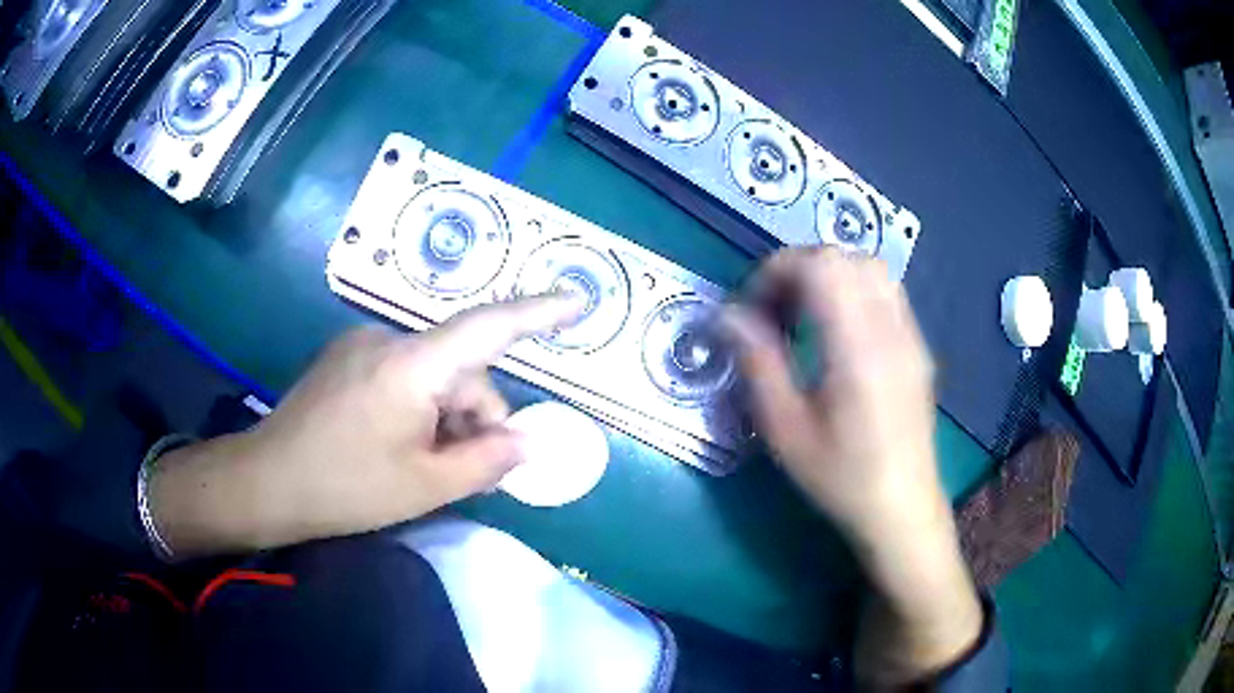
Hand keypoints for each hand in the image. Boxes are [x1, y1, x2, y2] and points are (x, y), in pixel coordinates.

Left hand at [150, 295, 582, 557]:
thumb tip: (527, 441)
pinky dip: (419, 407)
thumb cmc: (346, 487)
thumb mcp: (426, 486)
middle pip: (460, 367)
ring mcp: (361, 347)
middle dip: (476, 417)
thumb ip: (487, 461)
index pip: (487, 327)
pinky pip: (403, 375)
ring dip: (445, 416)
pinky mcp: (346, 361)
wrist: (266, 482)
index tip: (577, 302)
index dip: (537, 313)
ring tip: (424, 465)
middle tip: (467, 471)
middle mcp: (387, 340)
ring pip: (432, 374)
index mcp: (411, 366)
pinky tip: (397, 445)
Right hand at [723, 247, 940, 543]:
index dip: (777, 270)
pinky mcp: (918, 346)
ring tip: (802, 314)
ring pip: (871, 268)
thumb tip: (727, 314)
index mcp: (858, 349)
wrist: (902, 508)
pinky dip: (853, 289)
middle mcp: (891, 329)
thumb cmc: (841, 478)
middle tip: (772, 308)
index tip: (752, 307)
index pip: (822, 266)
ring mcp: (910, 335)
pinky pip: (886, 291)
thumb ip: (757, 363)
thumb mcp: (786, 430)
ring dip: (829, 275)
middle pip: (846, 257)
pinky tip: (837, 331)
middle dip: (800, 267)